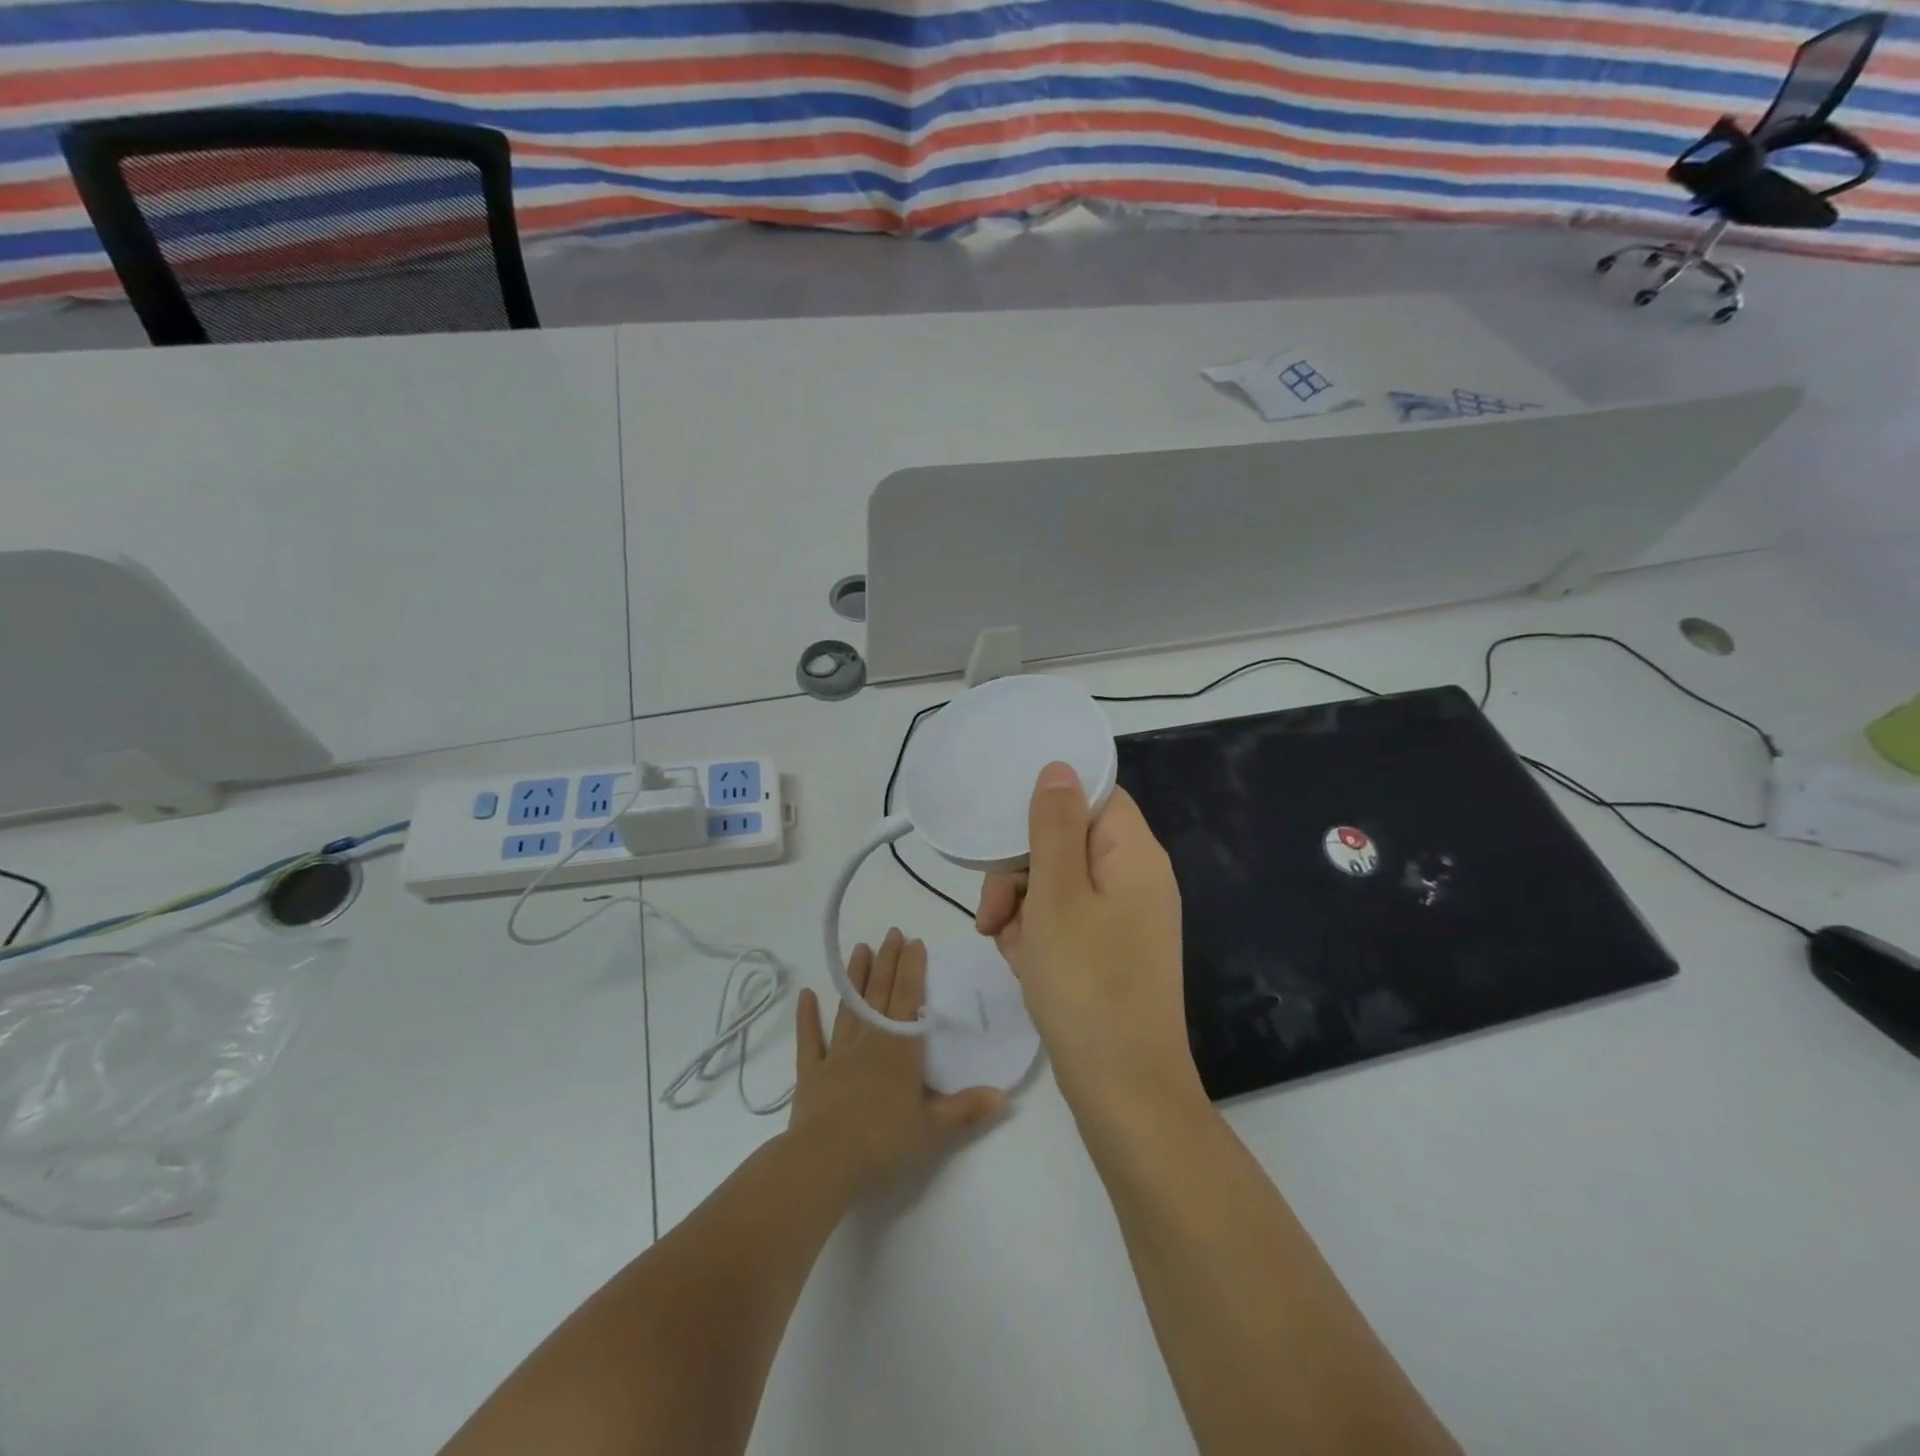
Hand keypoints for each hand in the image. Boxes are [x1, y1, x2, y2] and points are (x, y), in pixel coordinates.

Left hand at [789, 928, 1005, 1197]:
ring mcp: (836, 1056)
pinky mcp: (811, 1074)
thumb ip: (966, 1109)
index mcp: (899, 1051)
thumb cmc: (883, 1144)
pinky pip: (809, 1040)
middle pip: (880, 994)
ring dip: (855, 978)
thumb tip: (1003, 1094)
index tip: (915, 941)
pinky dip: (807, 1018)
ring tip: (861, 949)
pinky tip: (806, 995)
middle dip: (888, 962)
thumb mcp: (932, 1131)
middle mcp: (868, 1043)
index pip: (909, 1000)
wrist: (823, 1164)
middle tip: (892, 932)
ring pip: (848, 1008)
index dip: (913, 969)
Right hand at [976, 763, 1203, 1122]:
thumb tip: (1059, 768)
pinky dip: (1038, 937)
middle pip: (1067, 841)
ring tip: (1010, 949)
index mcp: (1134, 854)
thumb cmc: (1087, 985)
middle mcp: (1136, 879)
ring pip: (1058, 885)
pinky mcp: (1111, 952)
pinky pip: (1066, 922)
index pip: (1093, 795)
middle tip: (992, 913)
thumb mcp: (1057, 896)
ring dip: (1022, 910)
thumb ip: (1054, 826)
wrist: (1123, 1092)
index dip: (1047, 804)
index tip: (1004, 831)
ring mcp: (1125, 919)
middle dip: (1020, 872)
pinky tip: (1024, 967)